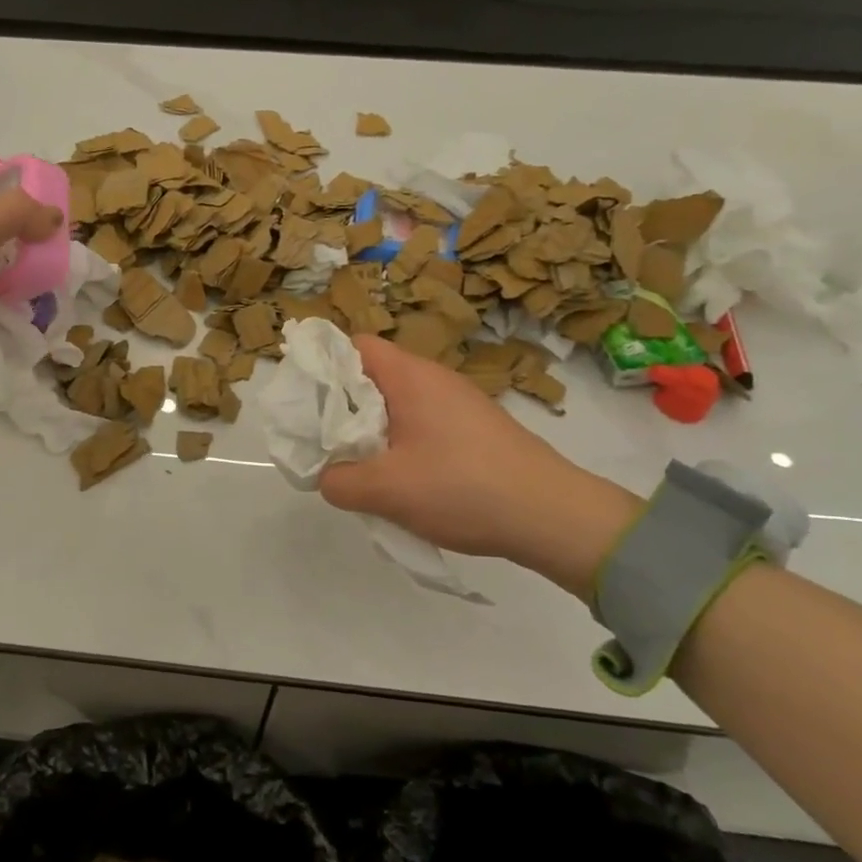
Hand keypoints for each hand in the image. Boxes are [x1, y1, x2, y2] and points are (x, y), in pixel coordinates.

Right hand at [318, 336, 642, 599]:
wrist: (554, 516)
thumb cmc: (463, 488)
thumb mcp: (386, 490)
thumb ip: (339, 481)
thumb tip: (326, 475)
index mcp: (411, 377)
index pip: (354, 345)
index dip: (324, 366)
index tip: (306, 402)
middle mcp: (435, 379)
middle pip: (372, 376)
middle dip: (343, 407)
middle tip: (326, 442)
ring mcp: (459, 403)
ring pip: (397, 404)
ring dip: (373, 431)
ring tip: (361, 467)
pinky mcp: (475, 429)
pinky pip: (422, 424)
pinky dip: (402, 444)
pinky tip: (403, 481)